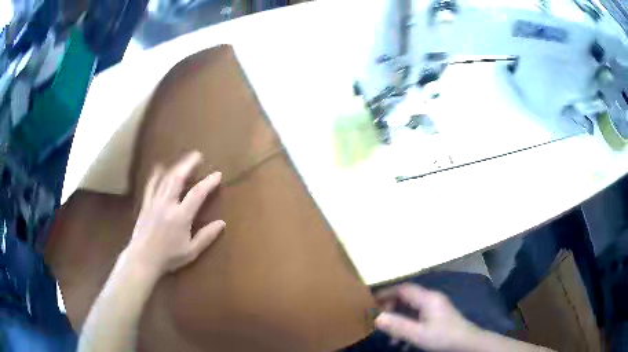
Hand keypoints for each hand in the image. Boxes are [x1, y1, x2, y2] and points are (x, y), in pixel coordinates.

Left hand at [124, 151, 225, 278]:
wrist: (143, 259)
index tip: (217, 174)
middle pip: (178, 178)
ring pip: (165, 179)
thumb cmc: (169, 257)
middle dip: (188, 164)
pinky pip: (151, 186)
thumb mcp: (191, 251)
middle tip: (197, 155)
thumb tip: (222, 223)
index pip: (197, 194)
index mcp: (181, 216)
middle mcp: (167, 204)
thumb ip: (206, 236)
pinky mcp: (146, 205)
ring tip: (183, 160)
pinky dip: (156, 176)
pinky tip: (158, 168)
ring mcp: (154, 202)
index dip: (208, 182)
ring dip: (175, 167)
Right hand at [375, 284, 479, 351]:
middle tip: (379, 320)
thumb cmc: (443, 336)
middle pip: (407, 297)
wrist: (466, 343)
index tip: (371, 302)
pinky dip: (408, 325)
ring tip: (390, 336)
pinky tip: (403, 341)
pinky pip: (418, 316)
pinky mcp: (438, 316)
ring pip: (411, 309)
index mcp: (427, 299)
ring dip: (399, 320)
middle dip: (391, 308)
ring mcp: (436, 307)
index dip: (386, 293)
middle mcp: (431, 299)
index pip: (403, 289)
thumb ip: (397, 325)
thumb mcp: (418, 334)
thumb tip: (376, 317)